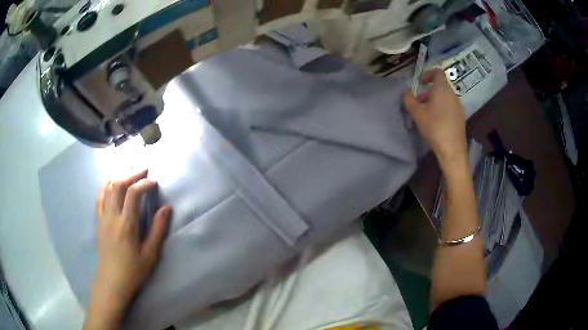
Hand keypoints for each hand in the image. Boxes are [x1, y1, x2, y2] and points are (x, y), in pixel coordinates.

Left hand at [84, 169, 170, 329]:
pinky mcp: (99, 221)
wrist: (111, 281)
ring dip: (119, 176)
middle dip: (131, 174)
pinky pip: (100, 198)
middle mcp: (112, 216)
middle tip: (143, 171)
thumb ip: (158, 230)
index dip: (144, 183)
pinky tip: (110, 182)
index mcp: (126, 224)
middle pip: (118, 185)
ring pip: (107, 188)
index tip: (154, 182)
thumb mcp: (150, 254)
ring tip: (129, 173)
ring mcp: (103, 217)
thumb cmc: (133, 270)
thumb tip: (166, 209)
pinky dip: (105, 186)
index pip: (133, 193)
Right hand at [403, 68, 467, 168]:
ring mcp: (458, 106)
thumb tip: (405, 93)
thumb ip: (408, 100)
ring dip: (434, 101)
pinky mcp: (461, 117)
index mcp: (442, 89)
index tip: (420, 83)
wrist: (452, 149)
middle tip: (419, 102)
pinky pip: (449, 107)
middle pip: (440, 86)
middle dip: (428, 92)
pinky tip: (436, 122)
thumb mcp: (416, 113)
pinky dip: (441, 109)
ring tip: (426, 114)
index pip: (437, 72)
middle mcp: (452, 94)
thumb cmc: (434, 127)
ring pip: (445, 97)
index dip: (428, 74)